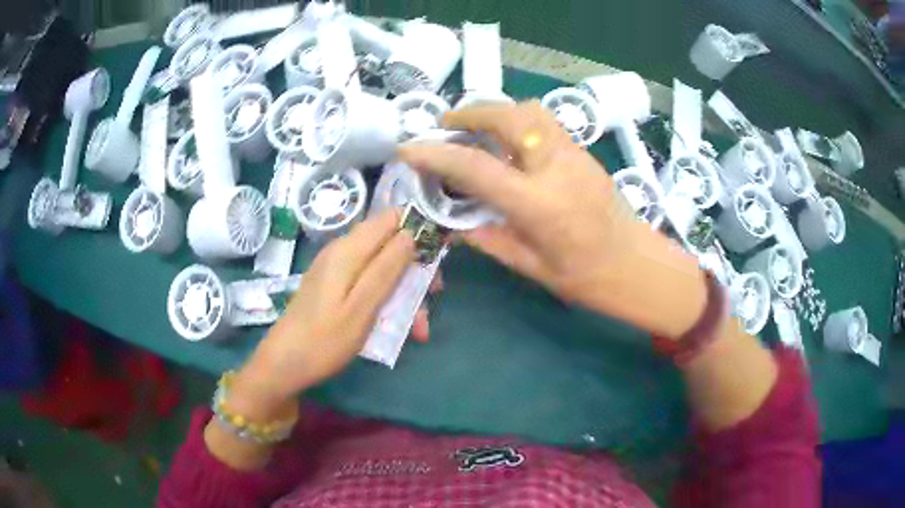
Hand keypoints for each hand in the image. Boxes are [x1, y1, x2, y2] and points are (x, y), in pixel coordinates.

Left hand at [233, 209, 415, 413]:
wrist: (284, 365)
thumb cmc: (324, 340)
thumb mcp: (361, 307)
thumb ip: (386, 269)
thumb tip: (412, 233)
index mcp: (349, 250)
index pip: (392, 218)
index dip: (420, 228)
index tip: (442, 251)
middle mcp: (343, 251)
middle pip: (390, 244)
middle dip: (416, 268)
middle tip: (434, 296)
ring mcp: (337, 269)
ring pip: (383, 267)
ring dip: (405, 292)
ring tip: (418, 329)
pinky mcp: (335, 286)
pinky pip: (369, 283)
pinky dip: (387, 301)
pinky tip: (399, 328)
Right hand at [399, 101, 706, 337]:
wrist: (640, 267)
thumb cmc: (590, 279)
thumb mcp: (532, 267)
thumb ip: (489, 239)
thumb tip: (455, 222)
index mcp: (540, 205)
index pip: (477, 167)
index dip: (436, 154)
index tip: (408, 148)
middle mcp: (558, 168)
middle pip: (509, 116)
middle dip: (471, 112)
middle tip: (447, 125)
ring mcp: (575, 155)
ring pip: (531, 111)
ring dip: (497, 112)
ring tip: (477, 130)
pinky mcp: (584, 153)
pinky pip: (545, 124)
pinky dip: (518, 123)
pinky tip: (509, 146)